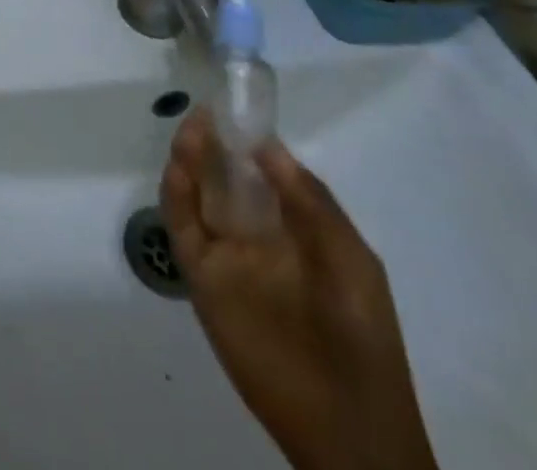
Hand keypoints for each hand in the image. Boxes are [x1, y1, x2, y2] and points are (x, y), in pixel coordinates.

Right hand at [160, 111, 438, 469]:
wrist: (347, 429)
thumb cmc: (361, 336)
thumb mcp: (351, 260)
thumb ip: (311, 200)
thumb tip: (266, 144)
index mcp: (296, 229)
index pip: (263, 171)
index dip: (248, 138)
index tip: (233, 107)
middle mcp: (257, 234)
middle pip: (224, 176)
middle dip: (213, 142)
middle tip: (204, 114)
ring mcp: (228, 256)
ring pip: (198, 194)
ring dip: (190, 159)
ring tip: (191, 130)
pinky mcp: (203, 279)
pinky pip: (183, 228)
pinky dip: (175, 194)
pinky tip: (178, 168)